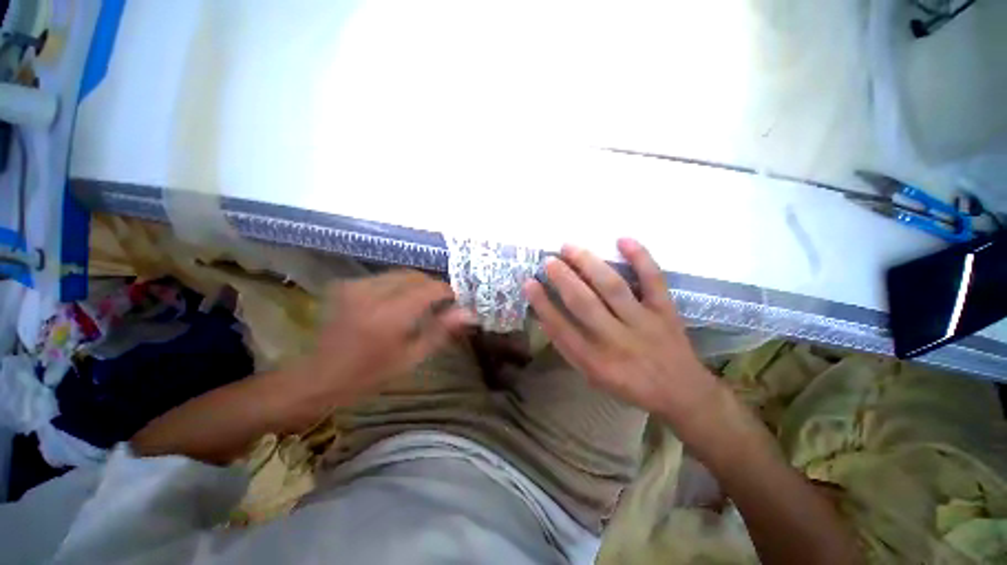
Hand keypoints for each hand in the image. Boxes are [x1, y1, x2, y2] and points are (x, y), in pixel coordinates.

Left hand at [290, 270, 473, 415]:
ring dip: (415, 286)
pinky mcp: (346, 285)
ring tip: (418, 305)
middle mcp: (372, 293)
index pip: (431, 288)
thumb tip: (468, 313)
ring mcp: (356, 286)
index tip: (454, 303)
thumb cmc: (369, 374)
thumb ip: (441, 331)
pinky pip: (383, 278)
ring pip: (400, 274)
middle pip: (416, 276)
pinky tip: (396, 303)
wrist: (319, 377)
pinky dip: (397, 286)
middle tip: (438, 306)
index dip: (447, 293)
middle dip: (432, 288)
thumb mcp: (412, 357)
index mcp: (391, 314)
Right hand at [523, 239, 721, 426]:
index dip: (542, 303)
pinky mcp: (665, 311)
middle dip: (562, 278)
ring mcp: (643, 323)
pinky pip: (653, 280)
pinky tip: (623, 240)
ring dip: (589, 264)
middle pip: (583, 303)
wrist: (682, 393)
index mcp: (595, 361)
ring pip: (612, 287)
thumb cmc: (629, 385)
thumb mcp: (593, 376)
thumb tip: (547, 315)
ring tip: (569, 247)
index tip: (529, 283)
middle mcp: (616, 340)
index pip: (560, 328)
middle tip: (549, 260)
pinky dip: (640, 258)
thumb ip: (570, 347)